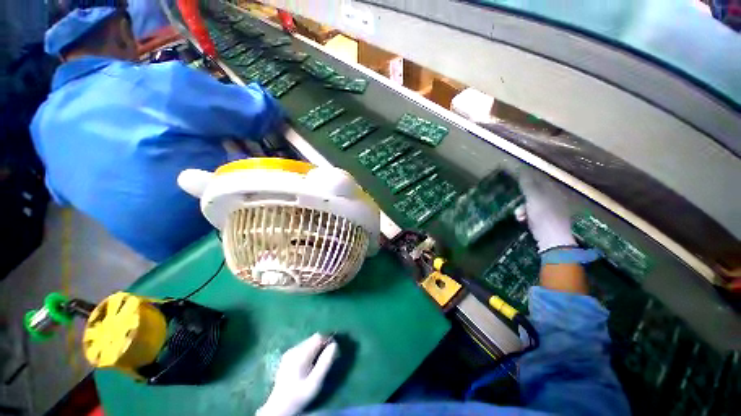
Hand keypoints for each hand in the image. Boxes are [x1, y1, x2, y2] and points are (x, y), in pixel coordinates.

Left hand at [257, 333, 338, 415]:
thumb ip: (325, 363)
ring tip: (319, 363)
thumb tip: (335, 345)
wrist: (279, 407)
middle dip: (322, 345)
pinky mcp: (287, 356)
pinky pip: (303, 348)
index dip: (328, 340)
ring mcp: (289, 352)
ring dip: (316, 348)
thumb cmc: (299, 396)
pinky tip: (309, 365)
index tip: (334, 351)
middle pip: (313, 339)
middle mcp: (294, 349)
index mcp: (300, 354)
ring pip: (308, 342)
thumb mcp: (315, 383)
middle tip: (328, 358)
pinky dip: (309, 352)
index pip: (318, 337)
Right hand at [519, 172, 575, 252]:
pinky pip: (533, 213)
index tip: (518, 181)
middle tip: (517, 203)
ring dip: (522, 209)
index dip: (529, 180)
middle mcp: (556, 198)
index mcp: (557, 191)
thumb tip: (522, 170)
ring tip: (518, 216)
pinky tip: (522, 220)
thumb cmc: (544, 216)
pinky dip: (526, 216)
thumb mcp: (534, 197)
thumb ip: (528, 184)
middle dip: (523, 199)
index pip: (541, 180)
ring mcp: (552, 210)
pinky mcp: (547, 220)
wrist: (552, 240)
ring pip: (532, 204)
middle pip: (535, 193)